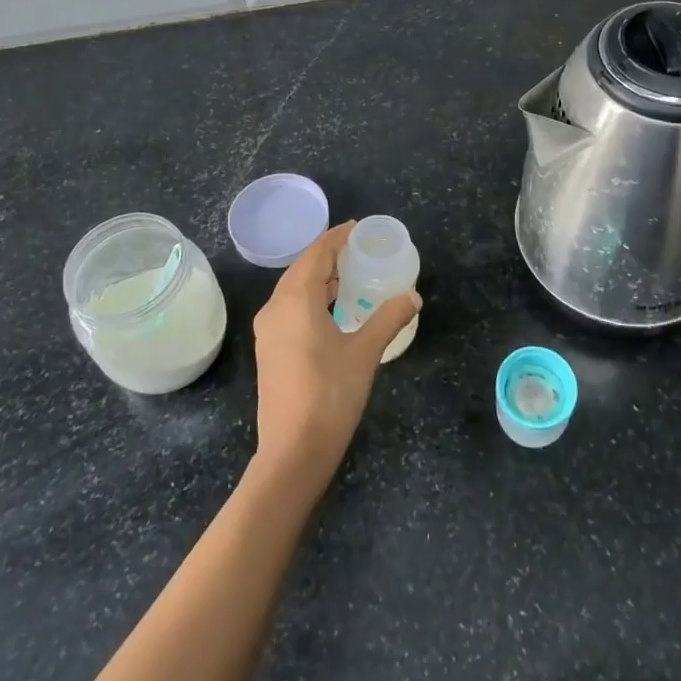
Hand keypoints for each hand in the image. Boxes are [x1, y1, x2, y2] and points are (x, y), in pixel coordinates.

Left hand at [251, 221, 419, 501]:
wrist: (293, 452)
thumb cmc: (330, 395)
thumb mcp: (366, 353)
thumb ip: (389, 318)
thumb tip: (413, 296)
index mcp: (295, 300)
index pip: (316, 254)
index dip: (336, 237)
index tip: (358, 228)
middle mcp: (275, 308)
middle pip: (302, 268)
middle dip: (328, 255)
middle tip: (358, 250)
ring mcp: (268, 330)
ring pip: (293, 289)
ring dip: (318, 278)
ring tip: (350, 276)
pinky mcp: (269, 349)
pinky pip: (289, 308)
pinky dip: (310, 298)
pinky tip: (332, 309)